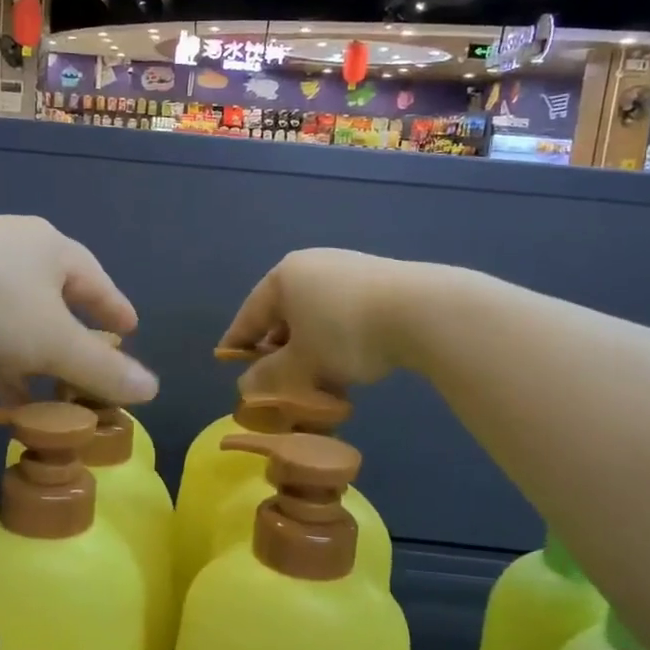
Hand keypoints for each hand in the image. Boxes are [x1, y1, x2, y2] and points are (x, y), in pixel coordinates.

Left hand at [0, 215, 157, 406]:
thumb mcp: (55, 343)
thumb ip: (102, 369)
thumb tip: (153, 389)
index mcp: (52, 249)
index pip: (96, 281)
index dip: (114, 308)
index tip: (129, 330)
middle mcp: (15, 248)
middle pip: (55, 296)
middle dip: (71, 335)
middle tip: (86, 362)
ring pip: (15, 314)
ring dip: (32, 353)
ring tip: (44, 390)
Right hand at [217, 248, 421, 395]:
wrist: (421, 311)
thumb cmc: (344, 332)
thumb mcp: (301, 362)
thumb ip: (269, 375)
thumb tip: (246, 385)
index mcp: (284, 276)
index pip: (250, 313)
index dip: (238, 340)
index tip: (227, 360)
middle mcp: (312, 265)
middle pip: (284, 312)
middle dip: (278, 347)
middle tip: (275, 377)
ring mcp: (347, 269)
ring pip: (315, 315)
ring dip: (310, 348)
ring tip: (315, 379)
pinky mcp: (377, 281)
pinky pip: (342, 313)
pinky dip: (336, 338)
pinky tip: (346, 364)